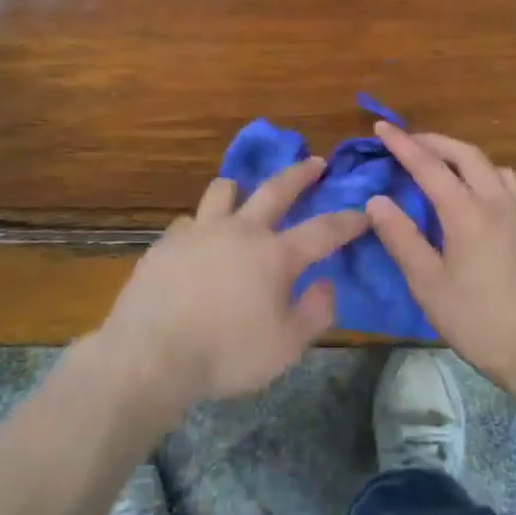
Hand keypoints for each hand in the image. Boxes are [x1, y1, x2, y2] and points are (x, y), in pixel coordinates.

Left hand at [99, 159, 365, 410]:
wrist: (152, 352)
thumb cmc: (226, 353)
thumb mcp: (285, 347)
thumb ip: (314, 313)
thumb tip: (327, 283)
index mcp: (275, 255)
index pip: (322, 231)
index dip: (347, 221)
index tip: (363, 212)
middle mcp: (241, 230)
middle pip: (276, 189)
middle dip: (300, 174)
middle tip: (314, 162)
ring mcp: (201, 230)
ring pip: (224, 190)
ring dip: (239, 188)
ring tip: (241, 192)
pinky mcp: (168, 241)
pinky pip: (189, 221)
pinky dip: (200, 226)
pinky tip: (197, 241)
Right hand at [367, 123, 515, 406]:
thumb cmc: (478, 322)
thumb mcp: (428, 285)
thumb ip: (402, 238)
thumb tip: (377, 200)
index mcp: (467, 213)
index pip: (429, 166)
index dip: (403, 144)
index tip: (382, 126)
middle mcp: (499, 203)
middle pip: (466, 154)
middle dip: (435, 142)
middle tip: (411, 142)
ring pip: (495, 168)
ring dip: (467, 158)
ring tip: (447, 169)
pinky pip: (513, 188)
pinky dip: (490, 178)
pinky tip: (483, 201)